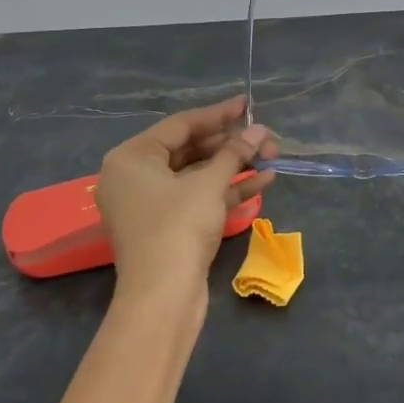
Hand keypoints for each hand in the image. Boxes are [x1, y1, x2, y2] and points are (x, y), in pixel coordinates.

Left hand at [96, 97, 275, 310]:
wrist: (163, 297)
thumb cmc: (178, 227)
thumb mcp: (209, 184)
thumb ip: (235, 153)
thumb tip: (260, 131)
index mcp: (131, 158)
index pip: (180, 125)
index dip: (218, 114)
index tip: (247, 104)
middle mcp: (134, 177)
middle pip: (189, 149)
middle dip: (231, 144)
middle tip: (266, 138)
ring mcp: (151, 204)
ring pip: (197, 175)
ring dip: (234, 166)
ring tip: (272, 156)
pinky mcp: (168, 227)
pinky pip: (197, 198)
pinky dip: (226, 190)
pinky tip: (263, 181)